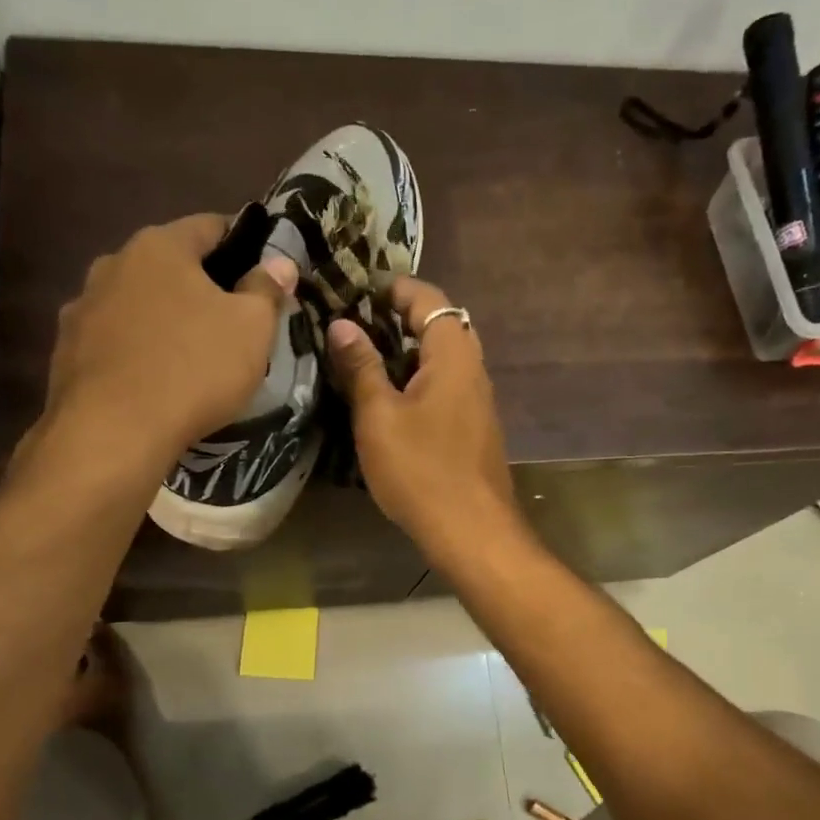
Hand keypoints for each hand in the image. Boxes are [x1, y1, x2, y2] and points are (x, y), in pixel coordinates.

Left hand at [31, 214, 295, 469]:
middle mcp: (113, 264)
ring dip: (163, 319)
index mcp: (160, 246)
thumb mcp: (251, 329)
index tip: (261, 272)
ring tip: (187, 355)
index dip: (242, 244)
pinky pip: (114, 341)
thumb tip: (280, 263)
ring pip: (137, 304)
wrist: (112, 432)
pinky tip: (151, 381)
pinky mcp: (66, 351)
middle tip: (229, 321)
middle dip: (200, 287)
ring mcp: (83, 307)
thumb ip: (266, 289)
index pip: (210, 226)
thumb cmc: (193, 369)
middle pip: (169, 266)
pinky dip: (135, 351)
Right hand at [326, 277, 520, 561]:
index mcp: (453, 354)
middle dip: (398, 319)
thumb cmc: (421, 469)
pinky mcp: (474, 428)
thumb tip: (342, 324)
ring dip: (406, 353)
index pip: (428, 298)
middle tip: (355, 326)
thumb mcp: (379, 416)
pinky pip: (445, 387)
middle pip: (439, 325)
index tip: (357, 292)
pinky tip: (388, 402)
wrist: (471, 531)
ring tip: (363, 361)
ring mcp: (477, 400)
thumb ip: (361, 367)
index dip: (394, 289)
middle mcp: (473, 368)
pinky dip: (417, 381)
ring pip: (442, 359)